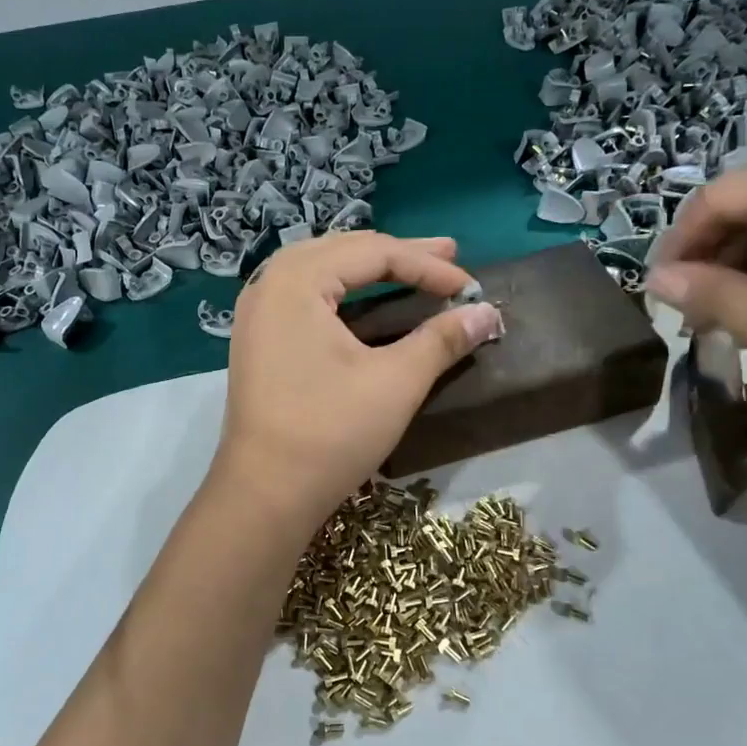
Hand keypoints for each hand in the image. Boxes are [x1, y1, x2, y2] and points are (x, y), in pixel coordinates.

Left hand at [212, 233, 501, 529]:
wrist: (264, 494)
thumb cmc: (330, 432)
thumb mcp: (396, 382)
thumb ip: (442, 339)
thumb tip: (488, 312)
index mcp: (296, 280)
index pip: (373, 254)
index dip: (428, 266)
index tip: (470, 286)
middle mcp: (269, 283)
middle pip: (344, 252)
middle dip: (400, 255)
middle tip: (449, 256)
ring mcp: (258, 311)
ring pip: (324, 271)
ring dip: (371, 269)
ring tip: (413, 268)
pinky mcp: (259, 338)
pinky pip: (307, 295)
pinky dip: (345, 292)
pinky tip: (369, 300)